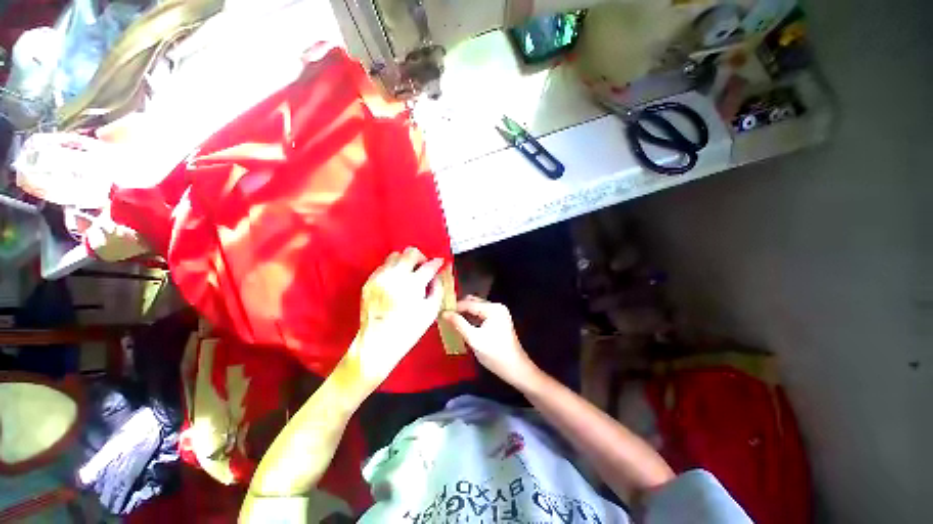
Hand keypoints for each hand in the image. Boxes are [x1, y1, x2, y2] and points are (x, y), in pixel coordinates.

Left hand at [347, 248, 444, 390]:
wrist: (378, 342)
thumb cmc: (408, 330)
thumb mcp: (431, 311)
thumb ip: (438, 289)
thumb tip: (438, 275)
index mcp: (413, 285)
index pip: (429, 265)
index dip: (437, 263)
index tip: (440, 263)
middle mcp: (395, 276)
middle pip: (411, 252)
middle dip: (421, 257)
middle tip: (424, 267)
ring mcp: (380, 278)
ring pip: (395, 255)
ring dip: (405, 261)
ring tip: (409, 273)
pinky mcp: (370, 282)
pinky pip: (383, 266)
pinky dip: (393, 269)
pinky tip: (396, 280)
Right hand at [443, 296, 538, 386]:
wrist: (516, 369)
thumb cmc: (495, 355)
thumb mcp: (474, 339)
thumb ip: (459, 324)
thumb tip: (444, 313)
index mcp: (493, 309)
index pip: (469, 303)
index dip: (453, 307)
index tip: (439, 312)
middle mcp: (496, 307)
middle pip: (473, 303)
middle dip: (458, 309)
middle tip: (444, 316)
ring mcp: (498, 313)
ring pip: (476, 309)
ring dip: (464, 313)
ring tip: (450, 320)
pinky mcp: (498, 320)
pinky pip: (481, 315)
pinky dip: (471, 318)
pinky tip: (461, 325)